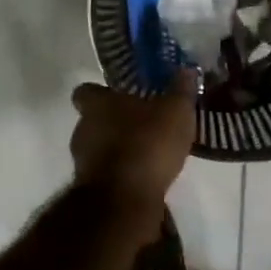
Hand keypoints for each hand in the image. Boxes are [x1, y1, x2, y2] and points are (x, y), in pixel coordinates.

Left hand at [68, 71, 198, 210]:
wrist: (125, 200)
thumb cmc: (147, 143)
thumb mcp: (175, 112)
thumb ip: (181, 90)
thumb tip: (187, 70)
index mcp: (97, 105)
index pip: (86, 91)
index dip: (102, 93)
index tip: (122, 96)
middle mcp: (83, 129)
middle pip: (94, 120)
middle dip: (116, 123)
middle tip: (144, 124)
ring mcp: (83, 161)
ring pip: (100, 148)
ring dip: (119, 150)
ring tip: (149, 153)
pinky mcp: (92, 189)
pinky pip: (108, 174)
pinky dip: (123, 174)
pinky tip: (146, 176)